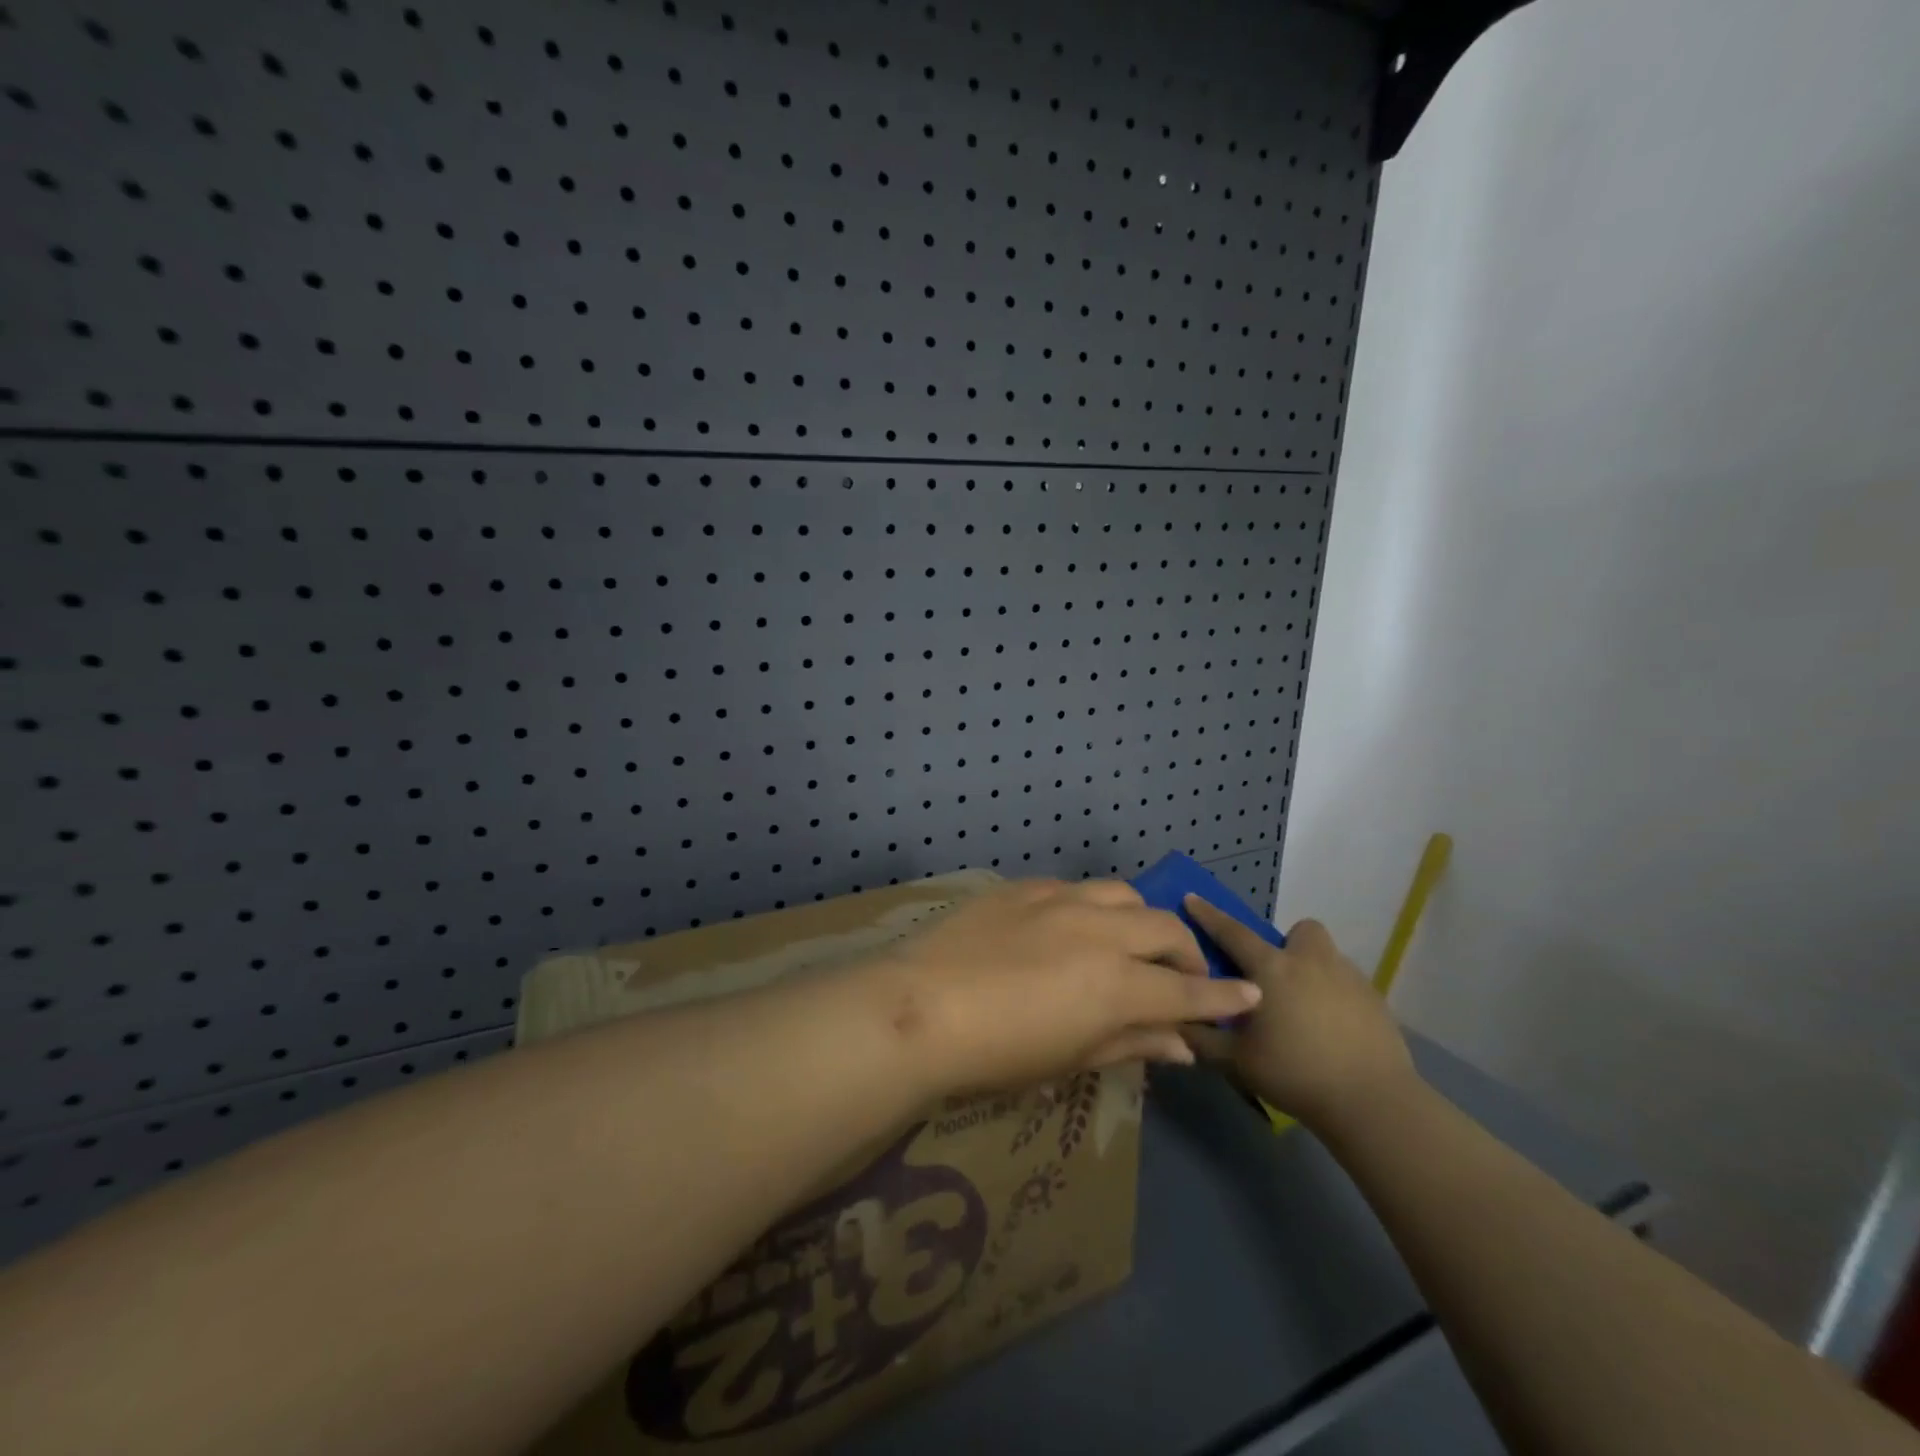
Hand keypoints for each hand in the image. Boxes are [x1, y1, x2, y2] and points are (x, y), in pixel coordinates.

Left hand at [869, 878, 1261, 1094]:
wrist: (920, 1008)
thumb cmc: (997, 1054)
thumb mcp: (1070, 1059)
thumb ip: (1131, 1044)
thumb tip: (1180, 1044)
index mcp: (1117, 984)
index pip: (1188, 990)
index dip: (1222, 996)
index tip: (1249, 995)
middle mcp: (1099, 931)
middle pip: (1164, 929)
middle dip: (1186, 952)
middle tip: (1182, 975)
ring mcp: (1060, 901)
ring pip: (1124, 894)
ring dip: (1141, 919)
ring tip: (1132, 941)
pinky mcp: (1023, 888)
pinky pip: (1075, 888)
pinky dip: (1092, 908)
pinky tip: (1075, 927)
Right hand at [1180, 899, 1416, 1132]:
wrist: (1372, 1102)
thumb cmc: (1295, 1073)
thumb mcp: (1237, 1060)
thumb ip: (1203, 1038)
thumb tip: (1178, 1021)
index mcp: (1271, 969)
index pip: (1231, 932)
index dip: (1208, 915)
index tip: (1192, 898)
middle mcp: (1310, 962)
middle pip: (1301, 930)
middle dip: (1288, 944)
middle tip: (1277, 978)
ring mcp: (1349, 978)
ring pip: (1327, 957)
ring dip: (1313, 971)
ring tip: (1305, 1010)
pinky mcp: (1376, 1001)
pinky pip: (1348, 985)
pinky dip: (1336, 998)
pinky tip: (1333, 1032)